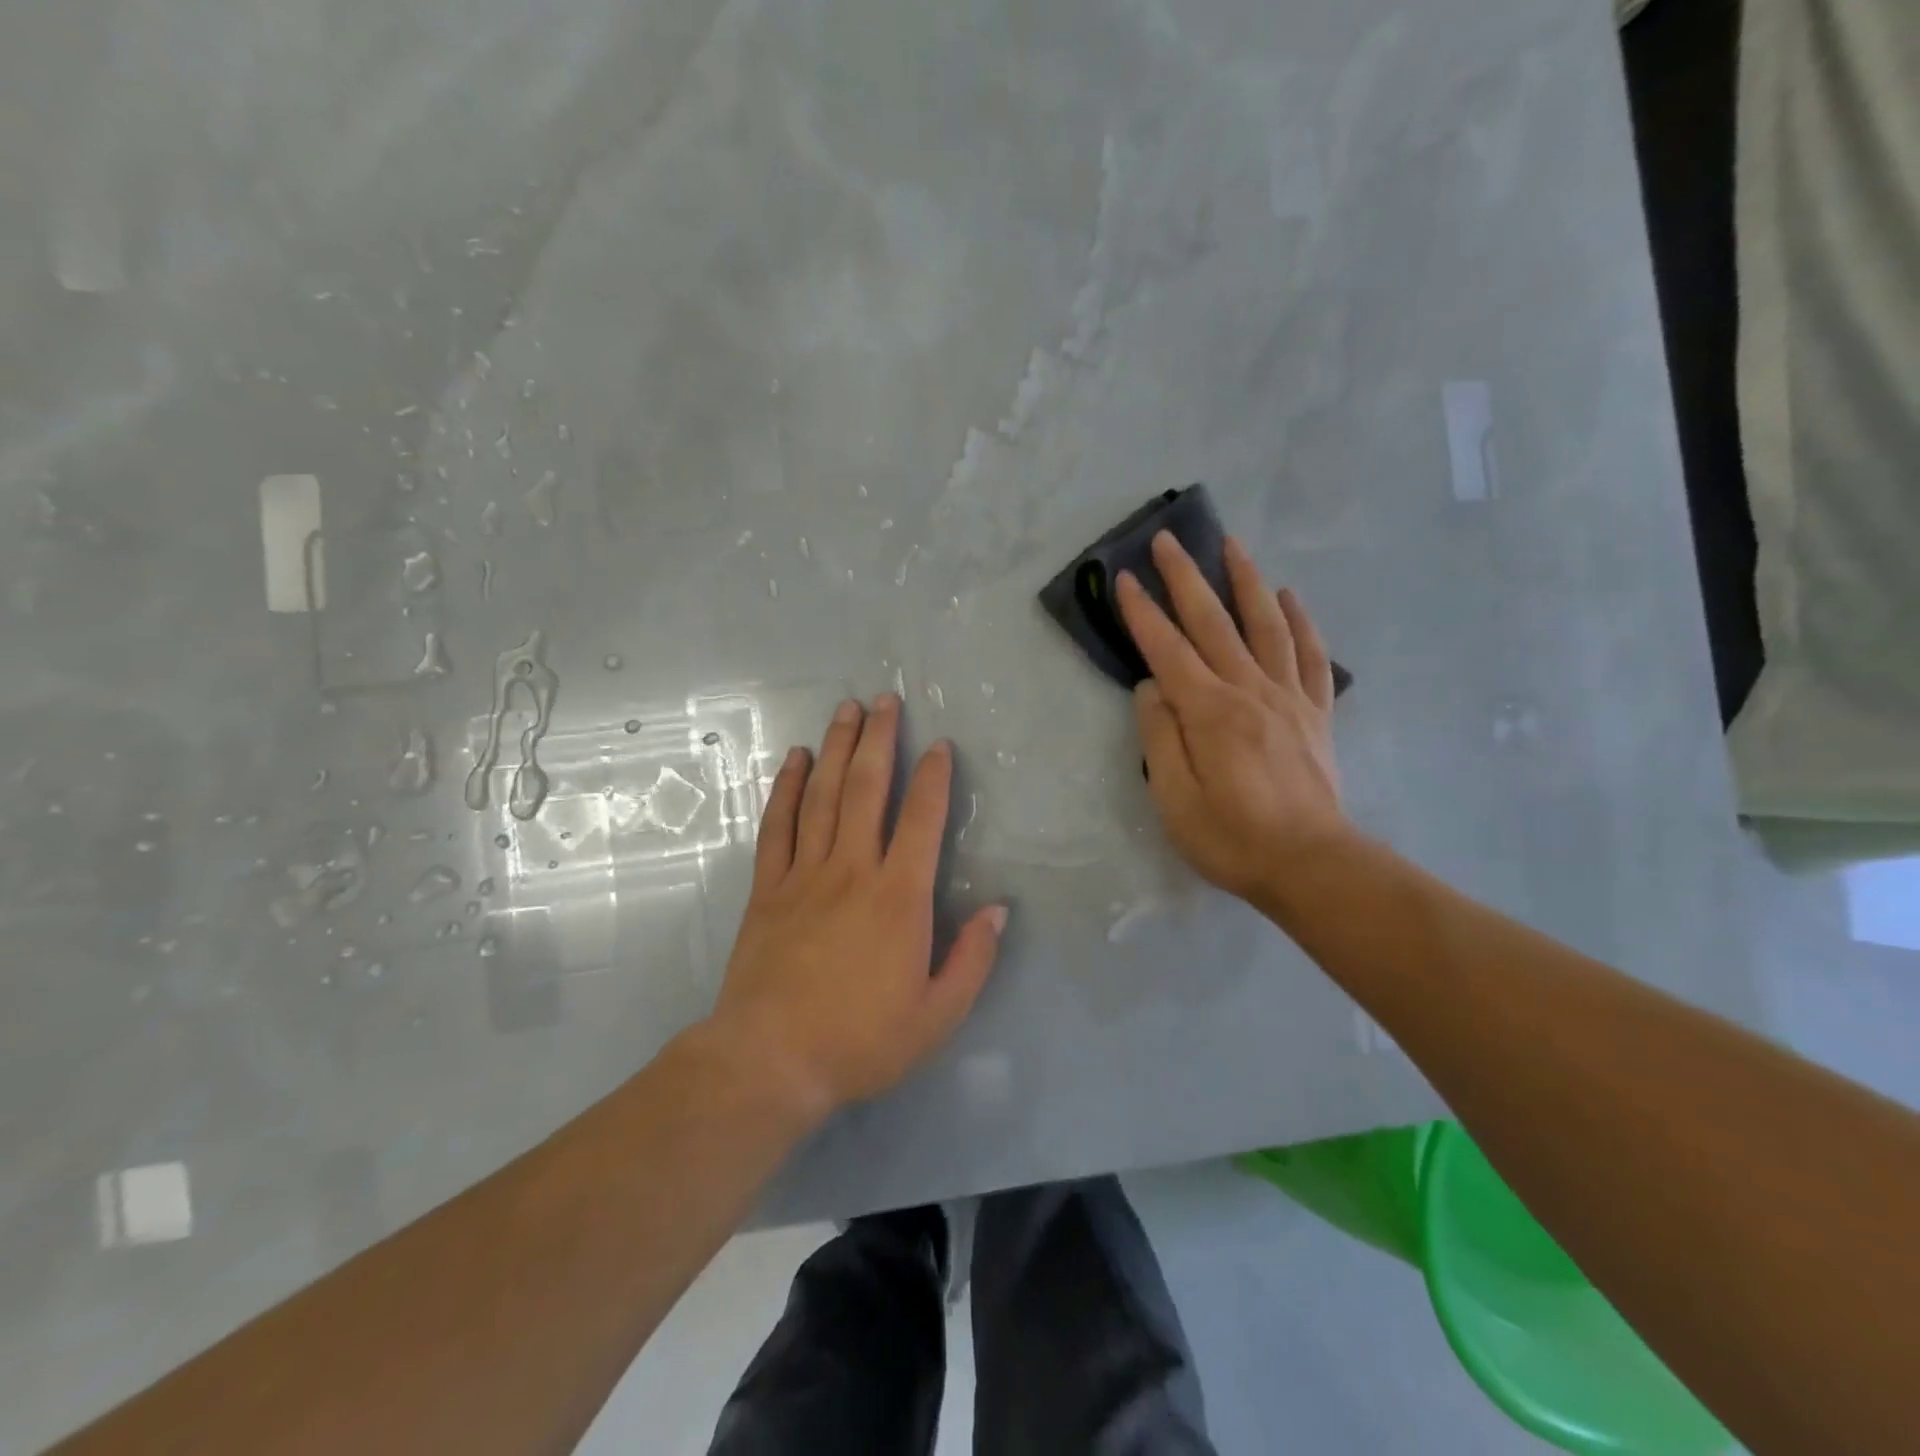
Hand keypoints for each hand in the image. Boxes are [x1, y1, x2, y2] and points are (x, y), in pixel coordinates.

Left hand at [707, 694, 1007, 1116]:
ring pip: (822, 796)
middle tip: (885, 700)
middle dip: (879, 740)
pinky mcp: (769, 888)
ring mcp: (805, 874)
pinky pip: (778, 826)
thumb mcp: (938, 1015)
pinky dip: (786, 788)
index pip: (922, 820)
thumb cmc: (861, 1040)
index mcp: (900, 897)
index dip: (933, 778)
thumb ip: (973, 958)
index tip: (939, 745)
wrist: (770, 1060)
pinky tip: (795, 760)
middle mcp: (853, 870)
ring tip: (846, 710)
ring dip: (836, 749)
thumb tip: (999, 909)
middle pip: (867, 789)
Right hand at [1116, 532, 1349, 907]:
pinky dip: (1300, 621)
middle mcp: (1250, 691)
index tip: (1125, 579)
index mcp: (1210, 712)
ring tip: (1232, 544)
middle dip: (1187, 578)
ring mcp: (1288, 698)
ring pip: (1266, 625)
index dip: (1144, 614)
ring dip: (1246, 581)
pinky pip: (1309, 656)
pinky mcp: (1315, 713)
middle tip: (1169, 539)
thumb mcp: (1175, 800)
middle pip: (1214, 623)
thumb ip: (1159, 738)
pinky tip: (1289, 596)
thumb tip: (1152, 689)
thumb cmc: (1232, 838)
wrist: (1311, 865)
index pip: (1168, 651)